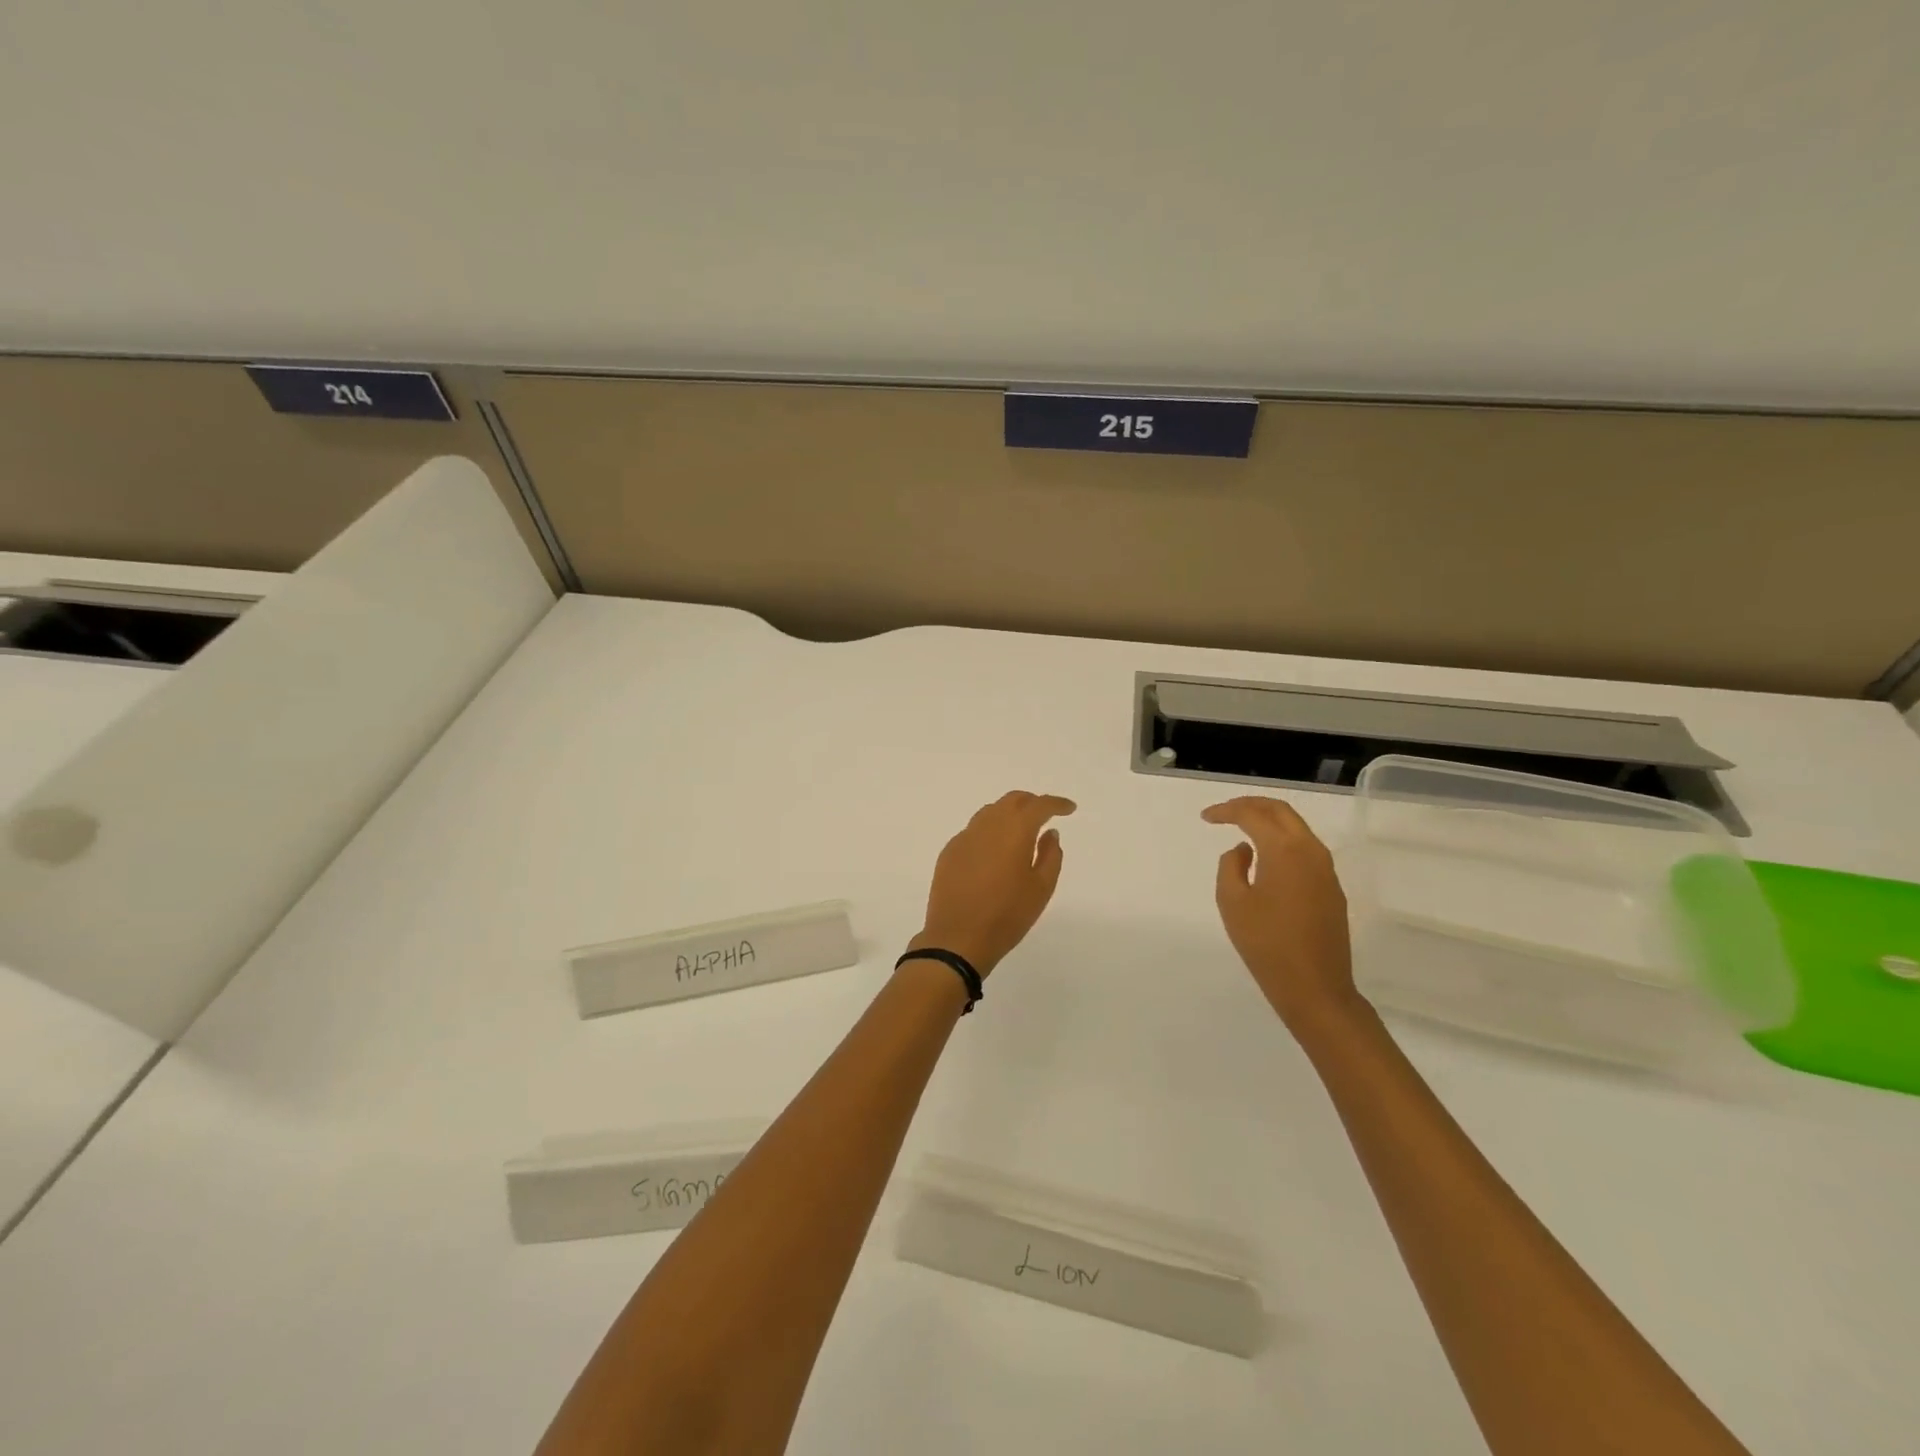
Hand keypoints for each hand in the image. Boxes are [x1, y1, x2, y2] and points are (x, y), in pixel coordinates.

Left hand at [910, 792, 1075, 975]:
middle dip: (1031, 802)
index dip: (1056, 803)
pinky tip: (994, 851)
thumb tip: (1049, 833)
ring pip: (990, 812)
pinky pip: (974, 831)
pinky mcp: (949, 852)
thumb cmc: (1007, 915)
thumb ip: (1050, 856)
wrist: (957, 938)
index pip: (1038, 805)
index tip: (1069, 808)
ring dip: (1009, 814)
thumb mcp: (1041, 889)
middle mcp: (987, 825)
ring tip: (1021, 831)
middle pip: (1012, 800)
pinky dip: (990, 831)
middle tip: (1045, 814)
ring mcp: (964, 837)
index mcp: (1014, 830)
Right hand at [1203, 796, 1365, 1035]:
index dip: (1227, 811)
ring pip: (1297, 829)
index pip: (1253, 815)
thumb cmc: (1267, 945)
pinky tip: (1265, 858)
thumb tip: (1243, 850)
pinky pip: (1305, 850)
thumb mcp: (1232, 903)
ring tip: (1242, 829)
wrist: (1316, 989)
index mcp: (1285, 850)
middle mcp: (1311, 851)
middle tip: (1225, 812)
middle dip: (1251, 805)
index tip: (1206, 818)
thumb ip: (1231, 866)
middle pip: (1281, 811)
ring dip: (1269, 822)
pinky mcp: (1331, 889)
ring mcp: (1326, 870)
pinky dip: (1282, 842)